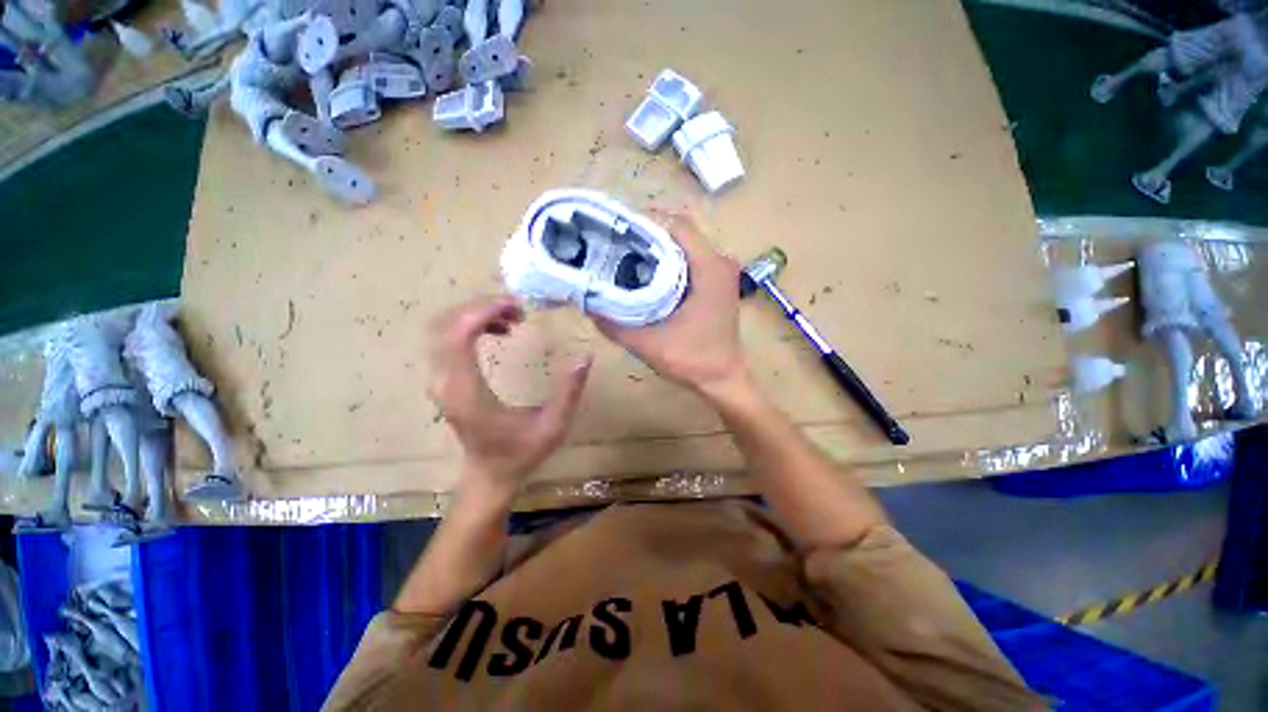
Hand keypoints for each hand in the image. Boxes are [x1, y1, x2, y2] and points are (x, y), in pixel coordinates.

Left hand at [428, 296, 591, 487]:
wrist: (489, 476)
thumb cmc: (520, 454)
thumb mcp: (553, 426)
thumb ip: (569, 392)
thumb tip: (584, 356)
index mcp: (467, 392)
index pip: (457, 335)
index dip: (483, 311)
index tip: (516, 306)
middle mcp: (444, 382)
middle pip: (446, 324)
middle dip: (482, 307)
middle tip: (518, 309)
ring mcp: (440, 381)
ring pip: (444, 328)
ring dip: (478, 314)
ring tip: (513, 318)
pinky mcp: (446, 380)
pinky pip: (449, 339)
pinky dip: (473, 325)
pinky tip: (501, 331)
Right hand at [593, 212, 749, 394]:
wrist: (723, 381)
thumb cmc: (694, 361)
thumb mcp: (649, 344)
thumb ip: (616, 326)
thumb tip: (587, 305)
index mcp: (710, 268)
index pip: (677, 226)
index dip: (646, 222)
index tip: (617, 231)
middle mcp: (720, 263)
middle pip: (679, 234)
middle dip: (646, 235)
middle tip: (614, 245)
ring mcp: (721, 273)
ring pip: (684, 247)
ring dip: (656, 249)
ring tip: (624, 257)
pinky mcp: (717, 284)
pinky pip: (689, 261)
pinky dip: (667, 263)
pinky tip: (646, 275)